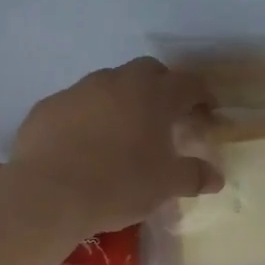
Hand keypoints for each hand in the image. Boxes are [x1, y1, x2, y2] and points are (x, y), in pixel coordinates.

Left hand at [9, 58, 223, 228]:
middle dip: (163, 88)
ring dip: (124, 101)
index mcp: (154, 96)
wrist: (49, 194)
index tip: (208, 112)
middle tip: (168, 117)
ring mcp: (78, 90)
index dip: (203, 95)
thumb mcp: (166, 186)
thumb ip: (194, 176)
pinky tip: (87, 145)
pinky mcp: (48, 107)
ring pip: (110, 84)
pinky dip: (90, 117)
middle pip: (148, 71)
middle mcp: (117, 82)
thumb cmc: (119, 184)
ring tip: (125, 133)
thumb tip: (215, 177)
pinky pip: (78, 105)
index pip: (189, 83)